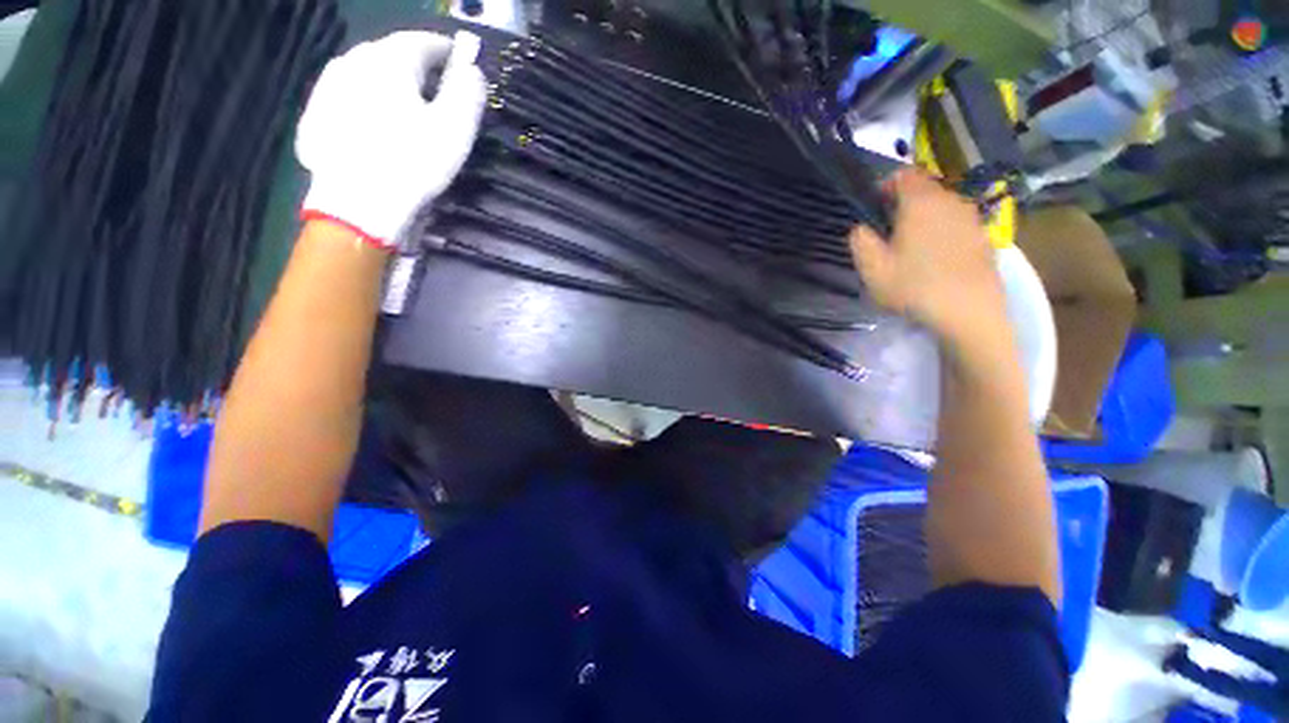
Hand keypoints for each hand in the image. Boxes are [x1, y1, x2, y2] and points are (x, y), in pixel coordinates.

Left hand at [296, 31, 487, 248]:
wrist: (357, 204)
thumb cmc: (414, 163)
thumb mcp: (455, 129)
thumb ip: (467, 92)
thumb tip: (471, 69)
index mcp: (389, 60)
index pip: (423, 41)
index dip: (447, 52)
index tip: (462, 66)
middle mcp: (353, 61)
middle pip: (391, 55)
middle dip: (417, 69)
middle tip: (436, 93)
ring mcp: (327, 87)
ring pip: (366, 75)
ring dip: (388, 86)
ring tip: (404, 112)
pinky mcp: (314, 115)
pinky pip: (348, 99)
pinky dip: (366, 106)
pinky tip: (375, 129)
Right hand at [849, 170, 1010, 360]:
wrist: (969, 313)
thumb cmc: (914, 287)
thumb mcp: (872, 268)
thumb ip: (860, 241)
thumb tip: (862, 228)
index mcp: (921, 203)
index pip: (903, 174)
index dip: (885, 185)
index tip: (874, 208)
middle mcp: (951, 201)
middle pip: (925, 190)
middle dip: (904, 205)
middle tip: (889, 233)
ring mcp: (973, 219)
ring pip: (943, 208)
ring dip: (925, 220)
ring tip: (912, 249)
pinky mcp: (985, 239)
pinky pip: (957, 226)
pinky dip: (943, 234)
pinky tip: (936, 261)